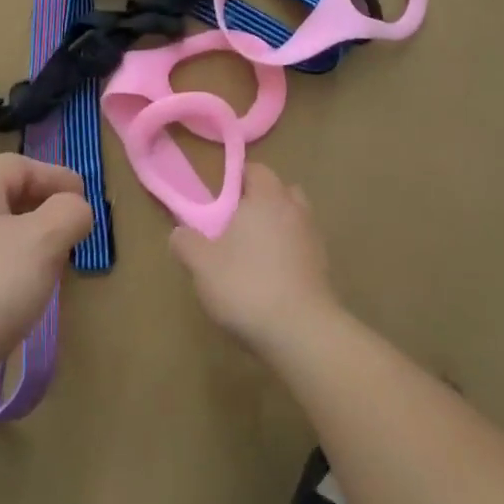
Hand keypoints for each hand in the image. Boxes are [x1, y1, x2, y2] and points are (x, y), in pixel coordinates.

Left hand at [0, 155, 94, 401]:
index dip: (56, 178)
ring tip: (49, 270)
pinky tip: (14, 300)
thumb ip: (68, 214)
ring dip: (23, 244)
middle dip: (42, 212)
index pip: (20, 166)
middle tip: (71, 236)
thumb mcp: (42, 243)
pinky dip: (2, 271)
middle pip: (2, 197)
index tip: (85, 201)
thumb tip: (74, 208)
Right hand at [170, 163, 340, 355]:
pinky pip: (302, 249)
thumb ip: (186, 242)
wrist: (302, 332)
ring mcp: (314, 240)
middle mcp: (295, 211)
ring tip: (252, 253)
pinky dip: (288, 255)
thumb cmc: (246, 285)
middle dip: (261, 201)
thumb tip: (180, 232)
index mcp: (266, 199)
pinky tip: (270, 279)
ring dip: (277, 229)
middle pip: (281, 192)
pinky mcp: (323, 270)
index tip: (219, 196)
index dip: (238, 178)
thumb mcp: (201, 264)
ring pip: (294, 221)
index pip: (257, 170)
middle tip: (236, 223)